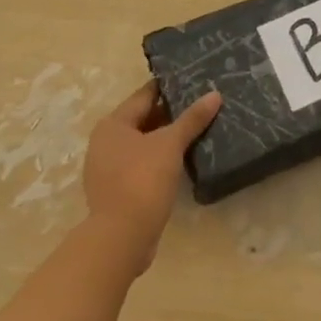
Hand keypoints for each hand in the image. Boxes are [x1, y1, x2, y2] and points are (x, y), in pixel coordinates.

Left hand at [82, 82, 221, 268]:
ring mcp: (108, 169)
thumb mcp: (170, 144)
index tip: (194, 81)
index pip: (145, 95)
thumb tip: (214, 95)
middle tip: (201, 106)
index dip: (169, 87)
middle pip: (143, 119)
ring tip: (197, 131)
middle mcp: (105, 143)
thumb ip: (192, 119)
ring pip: (143, 144)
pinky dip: (159, 161)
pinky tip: (182, 161)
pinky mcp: (116, 192)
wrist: (121, 239)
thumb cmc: (142, 180)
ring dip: (166, 140)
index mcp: (113, 124)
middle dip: (170, 115)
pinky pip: (141, 166)